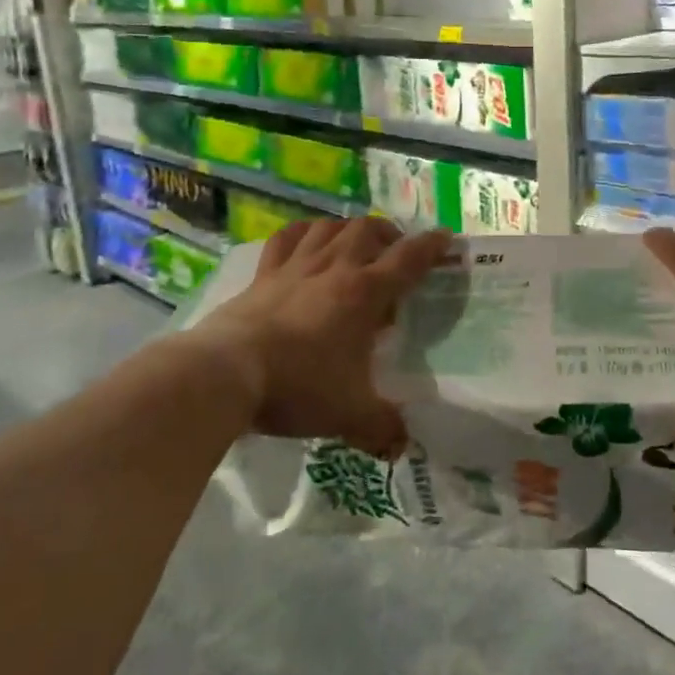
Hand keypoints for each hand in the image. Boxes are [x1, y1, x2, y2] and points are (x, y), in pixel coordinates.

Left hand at [194, 217, 449, 457]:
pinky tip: (306, 239)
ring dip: (347, 228)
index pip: (408, 259)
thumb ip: (382, 428)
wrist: (228, 373)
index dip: (431, 246)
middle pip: (367, 230)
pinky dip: (301, 232)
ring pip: (328, 227)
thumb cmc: (299, 386)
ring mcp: (294, 267)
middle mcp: (334, 269)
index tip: (446, 238)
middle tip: (394, 250)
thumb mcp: (349, 414)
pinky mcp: (262, 274)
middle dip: (387, 234)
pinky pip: (285, 239)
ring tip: (354, 242)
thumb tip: (403, 446)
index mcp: (364, 293)